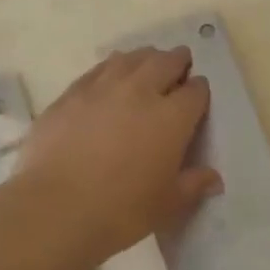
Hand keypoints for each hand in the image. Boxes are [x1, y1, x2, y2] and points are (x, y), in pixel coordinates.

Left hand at [18, 47, 221, 262]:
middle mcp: (140, 92)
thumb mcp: (167, 204)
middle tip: (180, 64)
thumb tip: (214, 179)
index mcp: (172, 118)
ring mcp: (101, 89)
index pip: (195, 91)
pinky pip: (96, 71)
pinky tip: (108, 78)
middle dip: (177, 61)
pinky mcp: (69, 96)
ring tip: (146, 65)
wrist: (55, 209)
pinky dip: (110, 69)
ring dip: (144, 59)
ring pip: (129, 59)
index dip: (200, 90)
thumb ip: (193, 186)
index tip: (198, 95)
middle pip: (164, 62)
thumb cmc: (121, 211)